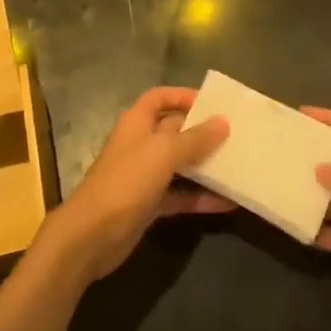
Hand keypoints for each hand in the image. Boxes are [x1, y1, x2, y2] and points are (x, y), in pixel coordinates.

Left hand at [39, 87, 233, 284]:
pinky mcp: (149, 205)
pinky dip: (201, 198)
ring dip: (205, 165)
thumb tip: (223, 121)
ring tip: (238, 165)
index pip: (159, 98)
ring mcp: (144, 176)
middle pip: (174, 131)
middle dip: (201, 132)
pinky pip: (180, 196)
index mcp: (137, 123)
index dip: (182, 96)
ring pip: (180, 164)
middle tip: (236, 135)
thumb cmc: (126, 181)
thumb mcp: (163, 153)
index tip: (212, 103)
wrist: (92, 235)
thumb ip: (195, 138)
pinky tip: (228, 203)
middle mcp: (140, 145)